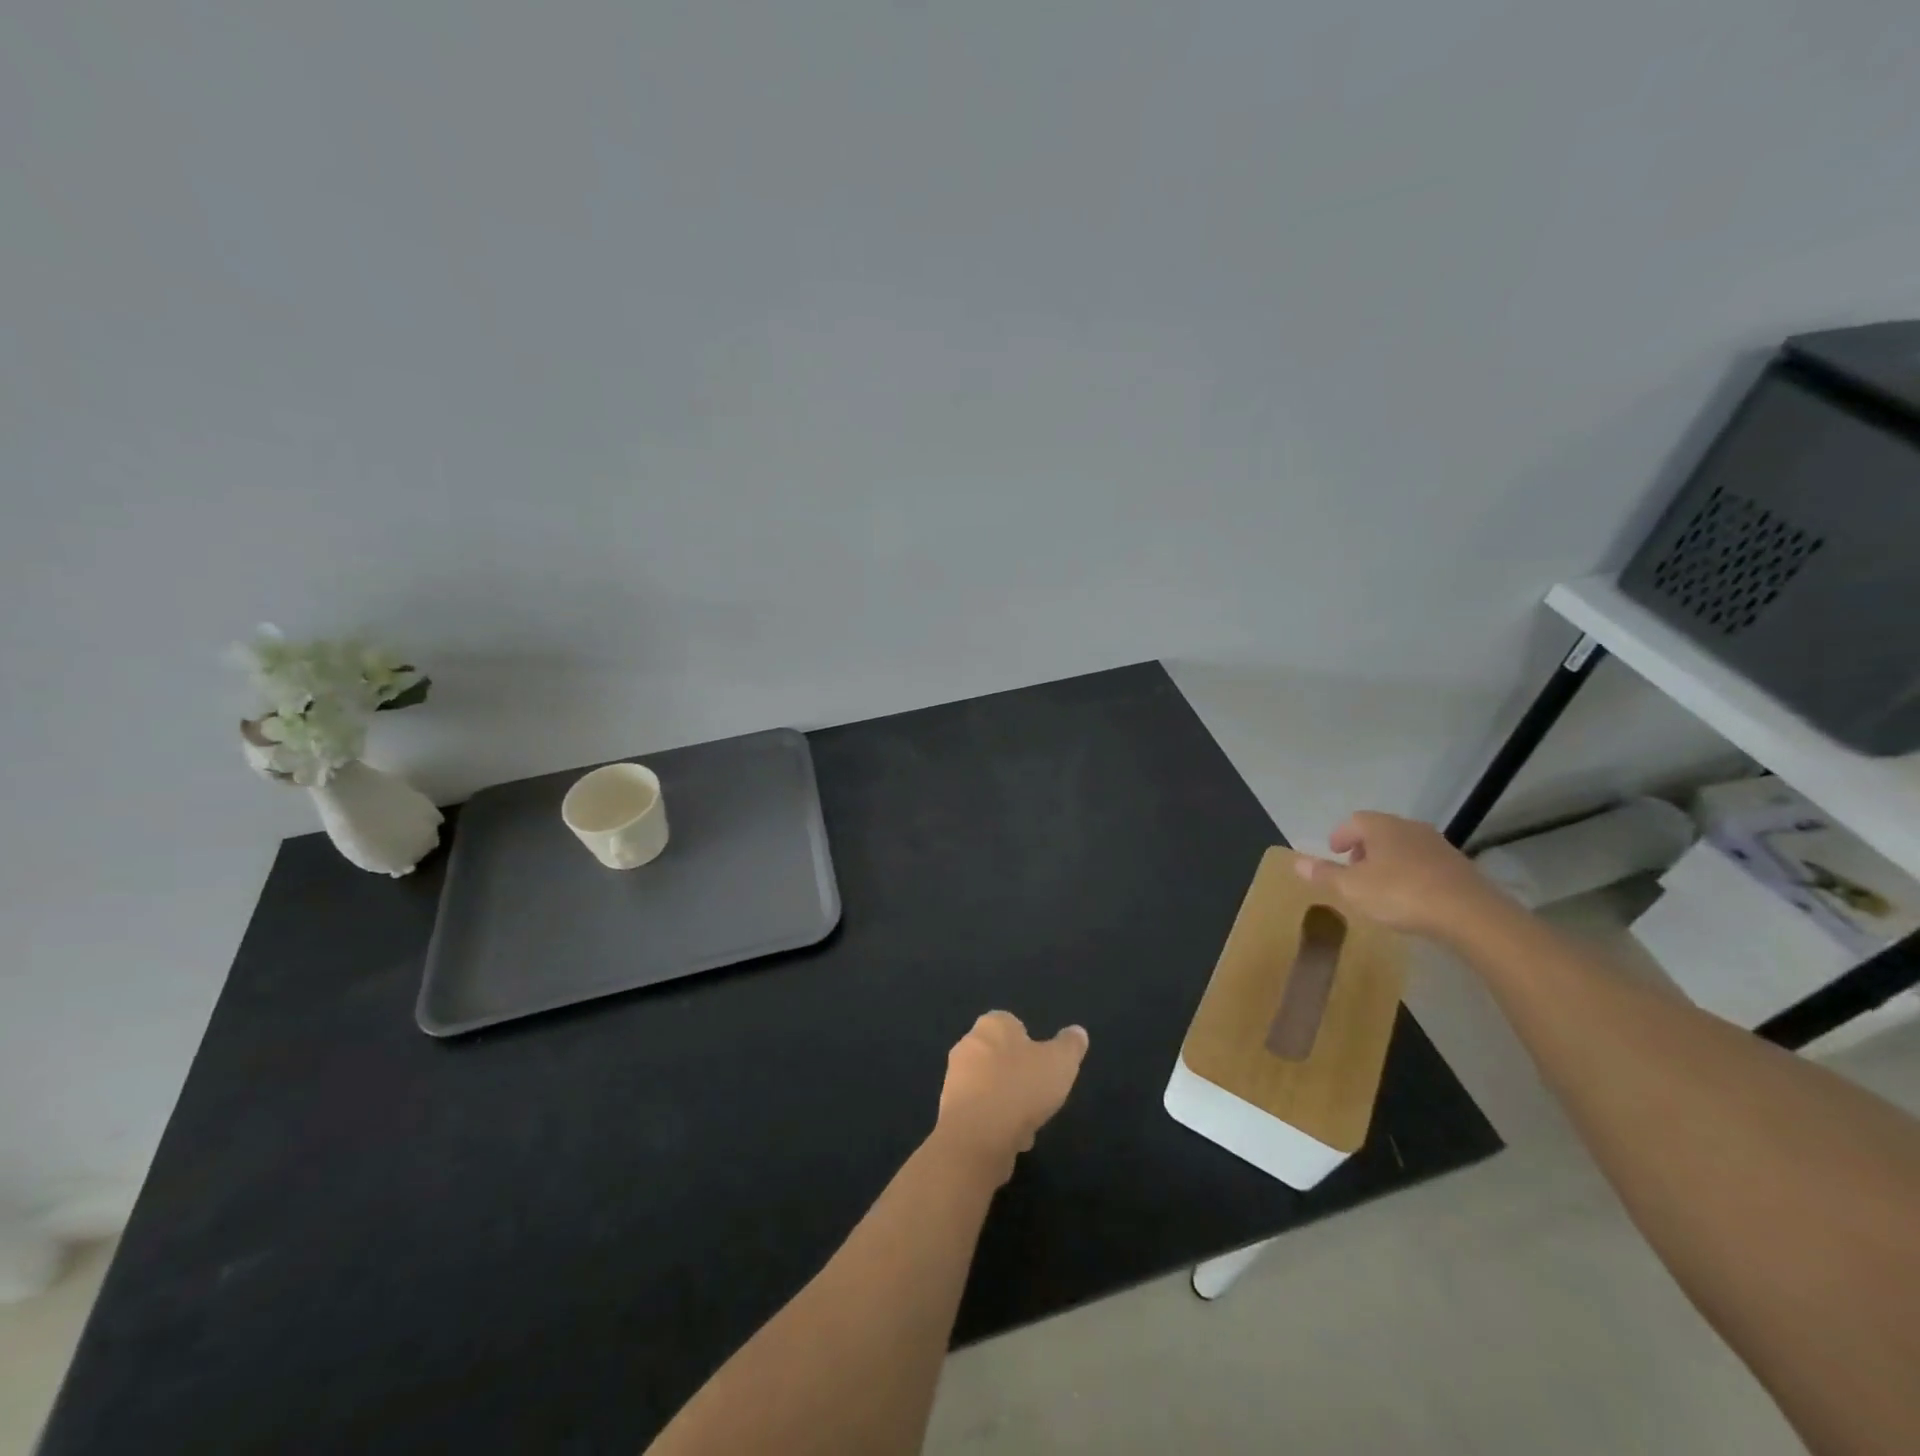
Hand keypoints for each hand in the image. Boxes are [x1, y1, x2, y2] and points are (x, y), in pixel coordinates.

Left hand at [935, 1011, 1088, 1181]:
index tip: (1043, 1065)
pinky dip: (995, 1123)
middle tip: (1038, 1095)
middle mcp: (968, 1044)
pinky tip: (1011, 1140)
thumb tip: (1077, 1032)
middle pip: (999, 1056)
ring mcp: (954, 1078)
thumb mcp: (1060, 1062)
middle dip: (1018, 1076)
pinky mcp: (950, 1110)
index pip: (1011, 1024)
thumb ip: (1070, 1045)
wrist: (977, 1135)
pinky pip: (980, 1112)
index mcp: (992, 1025)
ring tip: (1028, 1124)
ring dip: (1008, 1103)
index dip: (1029, 1044)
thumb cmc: (1021, 1087)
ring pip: (990, 1087)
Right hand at [1292, 811, 1509, 942]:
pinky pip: (1426, 863)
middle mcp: (1409, 828)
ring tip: (1381, 884)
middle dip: (1364, 847)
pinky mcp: (1459, 866)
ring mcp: (1438, 846)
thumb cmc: (1401, 893)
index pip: (1354, 821)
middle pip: (1381, 831)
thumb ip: (1324, 874)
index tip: (1334, 852)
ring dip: (1389, 860)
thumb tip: (1296, 861)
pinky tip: (1411, 895)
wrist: (1470, 914)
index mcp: (1381, 827)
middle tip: (1354, 868)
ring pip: (1404, 846)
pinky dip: (1412, 872)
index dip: (1341, 835)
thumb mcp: (1352, 888)